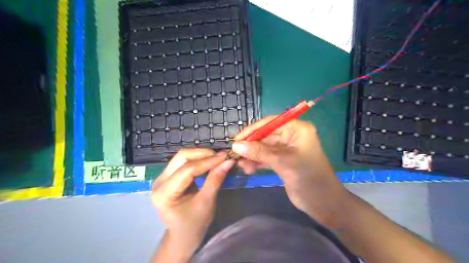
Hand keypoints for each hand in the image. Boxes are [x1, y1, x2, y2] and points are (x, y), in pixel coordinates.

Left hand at [153, 149, 233, 257]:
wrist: (182, 236)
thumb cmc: (194, 224)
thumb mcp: (206, 202)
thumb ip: (215, 180)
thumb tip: (228, 161)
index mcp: (164, 193)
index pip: (187, 169)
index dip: (208, 161)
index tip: (225, 156)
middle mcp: (159, 181)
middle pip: (181, 157)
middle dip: (203, 154)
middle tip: (220, 156)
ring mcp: (162, 177)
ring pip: (182, 157)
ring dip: (201, 155)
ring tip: (217, 158)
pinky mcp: (168, 176)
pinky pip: (183, 162)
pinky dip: (198, 160)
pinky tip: (209, 162)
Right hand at [234, 116, 346, 226]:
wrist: (322, 203)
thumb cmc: (307, 177)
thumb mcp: (282, 161)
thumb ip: (258, 152)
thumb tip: (235, 146)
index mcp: (297, 129)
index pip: (270, 123)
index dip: (252, 130)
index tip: (236, 140)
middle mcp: (292, 135)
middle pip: (265, 135)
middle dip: (251, 146)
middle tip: (235, 155)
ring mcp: (287, 148)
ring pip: (264, 147)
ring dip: (252, 155)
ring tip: (242, 165)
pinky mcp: (283, 160)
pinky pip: (266, 156)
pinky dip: (257, 161)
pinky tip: (249, 169)